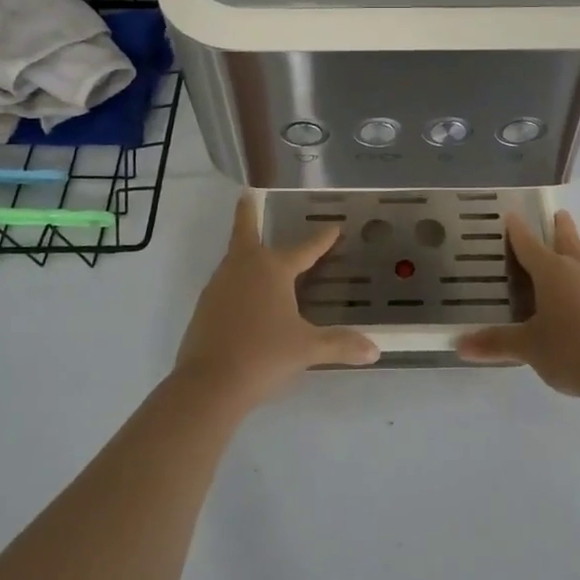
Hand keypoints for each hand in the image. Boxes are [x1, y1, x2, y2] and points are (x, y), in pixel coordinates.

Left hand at [173, 196, 380, 409]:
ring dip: (245, 251)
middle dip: (248, 213)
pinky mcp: (204, 307)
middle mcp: (243, 268)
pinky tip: (245, 296)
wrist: (208, 384)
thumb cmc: (263, 356)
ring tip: (257, 252)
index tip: (334, 227)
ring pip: (234, 259)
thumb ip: (340, 345)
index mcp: (272, 269)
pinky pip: (225, 283)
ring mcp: (219, 285)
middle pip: (245, 232)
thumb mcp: (307, 349)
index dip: (322, 239)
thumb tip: (375, 351)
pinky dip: (237, 280)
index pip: (304, 249)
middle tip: (247, 195)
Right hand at [457, 211, 579, 399]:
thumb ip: (496, 343)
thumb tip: (460, 345)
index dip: (517, 229)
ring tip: (560, 255)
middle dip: (558, 226)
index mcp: (552, 270)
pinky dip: (579, 278)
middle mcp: (577, 269)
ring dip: (571, 251)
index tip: (510, 215)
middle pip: (566, 238)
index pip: (529, 242)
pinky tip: (574, 296)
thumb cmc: (571, 350)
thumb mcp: (528, 347)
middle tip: (554, 214)